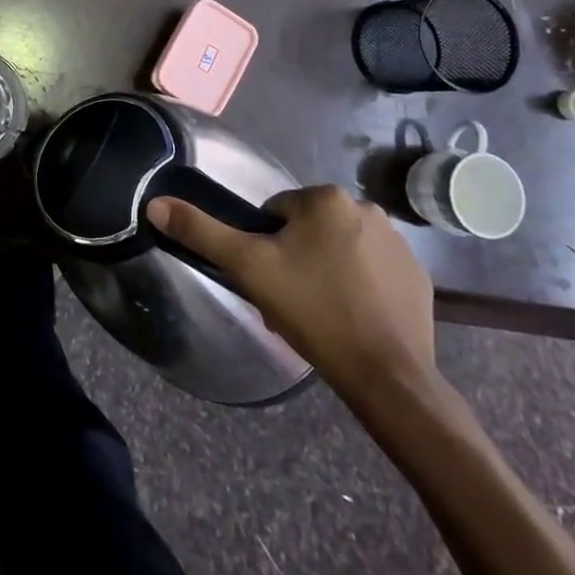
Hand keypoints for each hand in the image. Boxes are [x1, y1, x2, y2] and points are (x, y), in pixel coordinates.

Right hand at [146, 185, 434, 396]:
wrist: (388, 376)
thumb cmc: (313, 311)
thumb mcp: (247, 268)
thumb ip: (201, 231)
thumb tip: (155, 203)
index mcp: (325, 198)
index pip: (276, 212)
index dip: (265, 246)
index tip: (270, 280)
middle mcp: (366, 208)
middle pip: (310, 229)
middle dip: (296, 258)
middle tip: (290, 299)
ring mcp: (399, 243)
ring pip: (341, 248)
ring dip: (327, 270)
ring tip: (321, 313)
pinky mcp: (419, 278)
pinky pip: (374, 271)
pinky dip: (361, 288)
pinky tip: (354, 319)